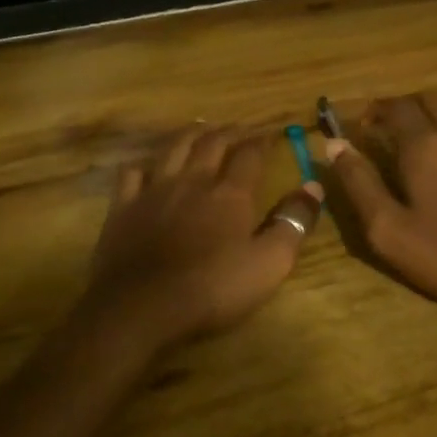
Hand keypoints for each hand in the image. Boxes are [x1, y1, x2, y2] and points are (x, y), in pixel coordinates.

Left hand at [85, 124, 323, 345]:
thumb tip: (313, 186)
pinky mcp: (123, 207)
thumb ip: (293, 223)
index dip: (263, 141)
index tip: (272, 134)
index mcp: (230, 193)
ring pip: (174, 148)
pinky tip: (149, 166)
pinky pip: (132, 173)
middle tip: (240, 128)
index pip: (250, 154)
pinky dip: (144, 164)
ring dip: (191, 134)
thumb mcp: (268, 264)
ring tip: (202, 128)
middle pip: (212, 143)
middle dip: (230, 131)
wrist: (140, 308)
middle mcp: (193, 180)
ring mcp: (154, 190)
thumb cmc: (211, 289)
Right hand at [326, 92, 436, 316]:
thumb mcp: (388, 228)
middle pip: (426, 98)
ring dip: (426, 117)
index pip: (394, 106)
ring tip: (410, 147)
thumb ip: (358, 182)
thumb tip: (335, 145)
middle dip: (401, 107)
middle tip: (383, 131)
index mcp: (424, 144)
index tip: (359, 127)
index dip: (373, 110)